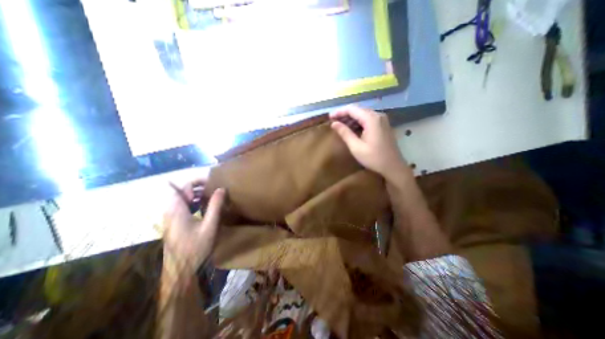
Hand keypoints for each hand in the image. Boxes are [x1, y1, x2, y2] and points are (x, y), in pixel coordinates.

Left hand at [162, 179, 225, 276]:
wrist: (181, 271)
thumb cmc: (196, 248)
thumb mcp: (210, 226)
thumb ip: (215, 206)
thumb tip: (221, 188)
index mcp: (177, 210)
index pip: (182, 187)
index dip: (196, 181)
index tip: (211, 181)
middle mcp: (170, 212)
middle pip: (181, 192)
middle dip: (197, 187)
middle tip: (213, 188)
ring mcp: (170, 218)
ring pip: (181, 199)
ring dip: (195, 195)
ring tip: (210, 196)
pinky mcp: (173, 224)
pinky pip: (181, 207)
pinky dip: (192, 203)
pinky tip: (203, 208)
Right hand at [330, 106, 410, 181]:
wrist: (393, 166)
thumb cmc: (374, 158)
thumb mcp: (356, 147)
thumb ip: (345, 133)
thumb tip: (333, 124)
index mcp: (371, 119)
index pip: (352, 109)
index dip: (339, 112)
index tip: (329, 117)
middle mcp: (378, 115)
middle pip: (358, 110)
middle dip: (344, 114)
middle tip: (333, 121)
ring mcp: (382, 120)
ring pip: (363, 114)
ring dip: (351, 118)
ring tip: (340, 125)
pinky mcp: (383, 125)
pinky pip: (368, 119)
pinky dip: (358, 122)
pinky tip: (352, 128)